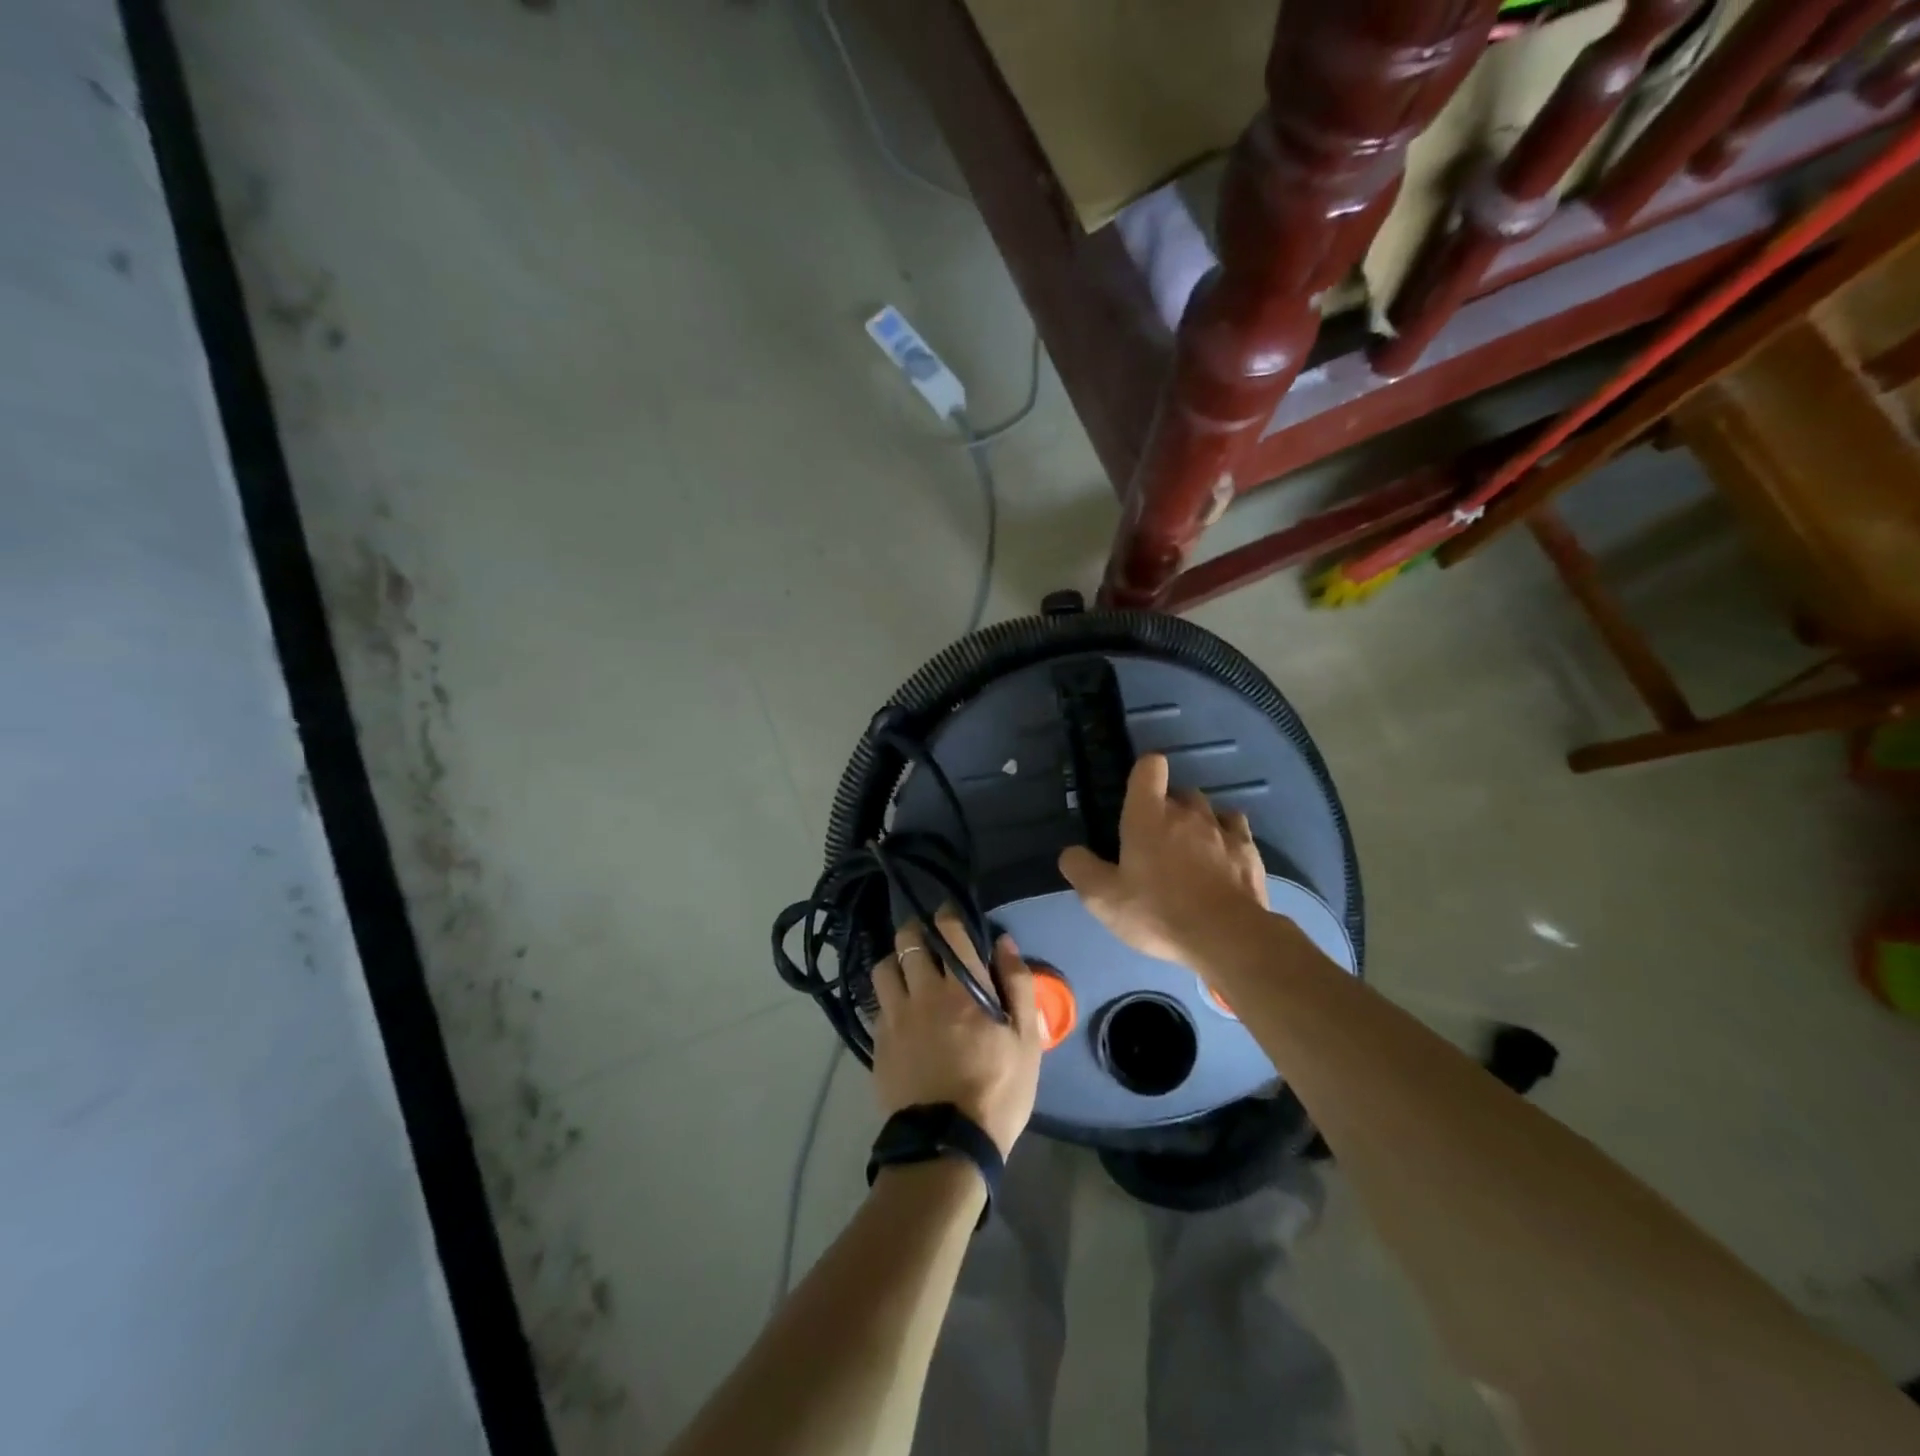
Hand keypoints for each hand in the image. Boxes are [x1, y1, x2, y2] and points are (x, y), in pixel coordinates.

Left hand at [870, 909, 1043, 1157]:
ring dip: (895, 960)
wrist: (948, 1145)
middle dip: (917, 930)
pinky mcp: (878, 1042)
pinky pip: (876, 1004)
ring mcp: (896, 1017)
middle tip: (926, 936)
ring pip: (884, 968)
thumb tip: (1004, 943)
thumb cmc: (998, 1090)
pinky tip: (897, 1008)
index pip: (950, 933)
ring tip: (906, 969)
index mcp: (963, 989)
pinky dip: (886, 996)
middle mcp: (924, 993)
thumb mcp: (1026, 1040)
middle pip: (909, 942)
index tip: (949, 913)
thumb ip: (1018, 985)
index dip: (948, 916)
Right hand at [1058, 754, 1268, 964]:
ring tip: (1190, 850)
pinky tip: (1220, 859)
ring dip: (1197, 822)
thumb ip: (1081, 869)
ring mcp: (1222, 829)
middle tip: (1156, 840)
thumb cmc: (1157, 912)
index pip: (1150, 766)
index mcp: (1148, 815)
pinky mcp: (1249, 851)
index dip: (1143, 773)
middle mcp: (1187, 812)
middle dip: (1167, 808)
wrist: (1226, 937)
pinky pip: (1235, 829)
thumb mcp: (1103, 899)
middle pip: (1178, 792)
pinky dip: (1226, 838)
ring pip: (1208, 809)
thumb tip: (1071, 852)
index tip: (1137, 794)